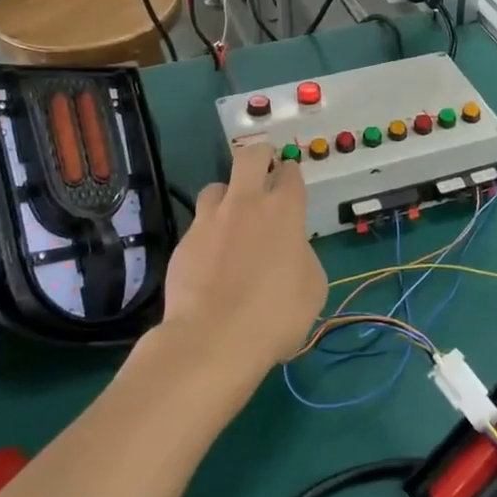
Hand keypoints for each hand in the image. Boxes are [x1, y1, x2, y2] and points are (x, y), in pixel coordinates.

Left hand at [160, 143, 327, 387]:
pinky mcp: (184, 242)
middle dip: (259, 156)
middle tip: (263, 170)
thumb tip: (289, 250)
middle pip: (250, 157)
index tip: (291, 185)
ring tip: (231, 219)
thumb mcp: (312, 286)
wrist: (213, 339)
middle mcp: (245, 204)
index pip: (290, 172)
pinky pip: (198, 225)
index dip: (291, 174)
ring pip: (216, 187)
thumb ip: (301, 254)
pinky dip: (208, 234)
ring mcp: (209, 220)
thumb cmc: (276, 314)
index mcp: (284, 210)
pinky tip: (211, 260)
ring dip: (227, 196)